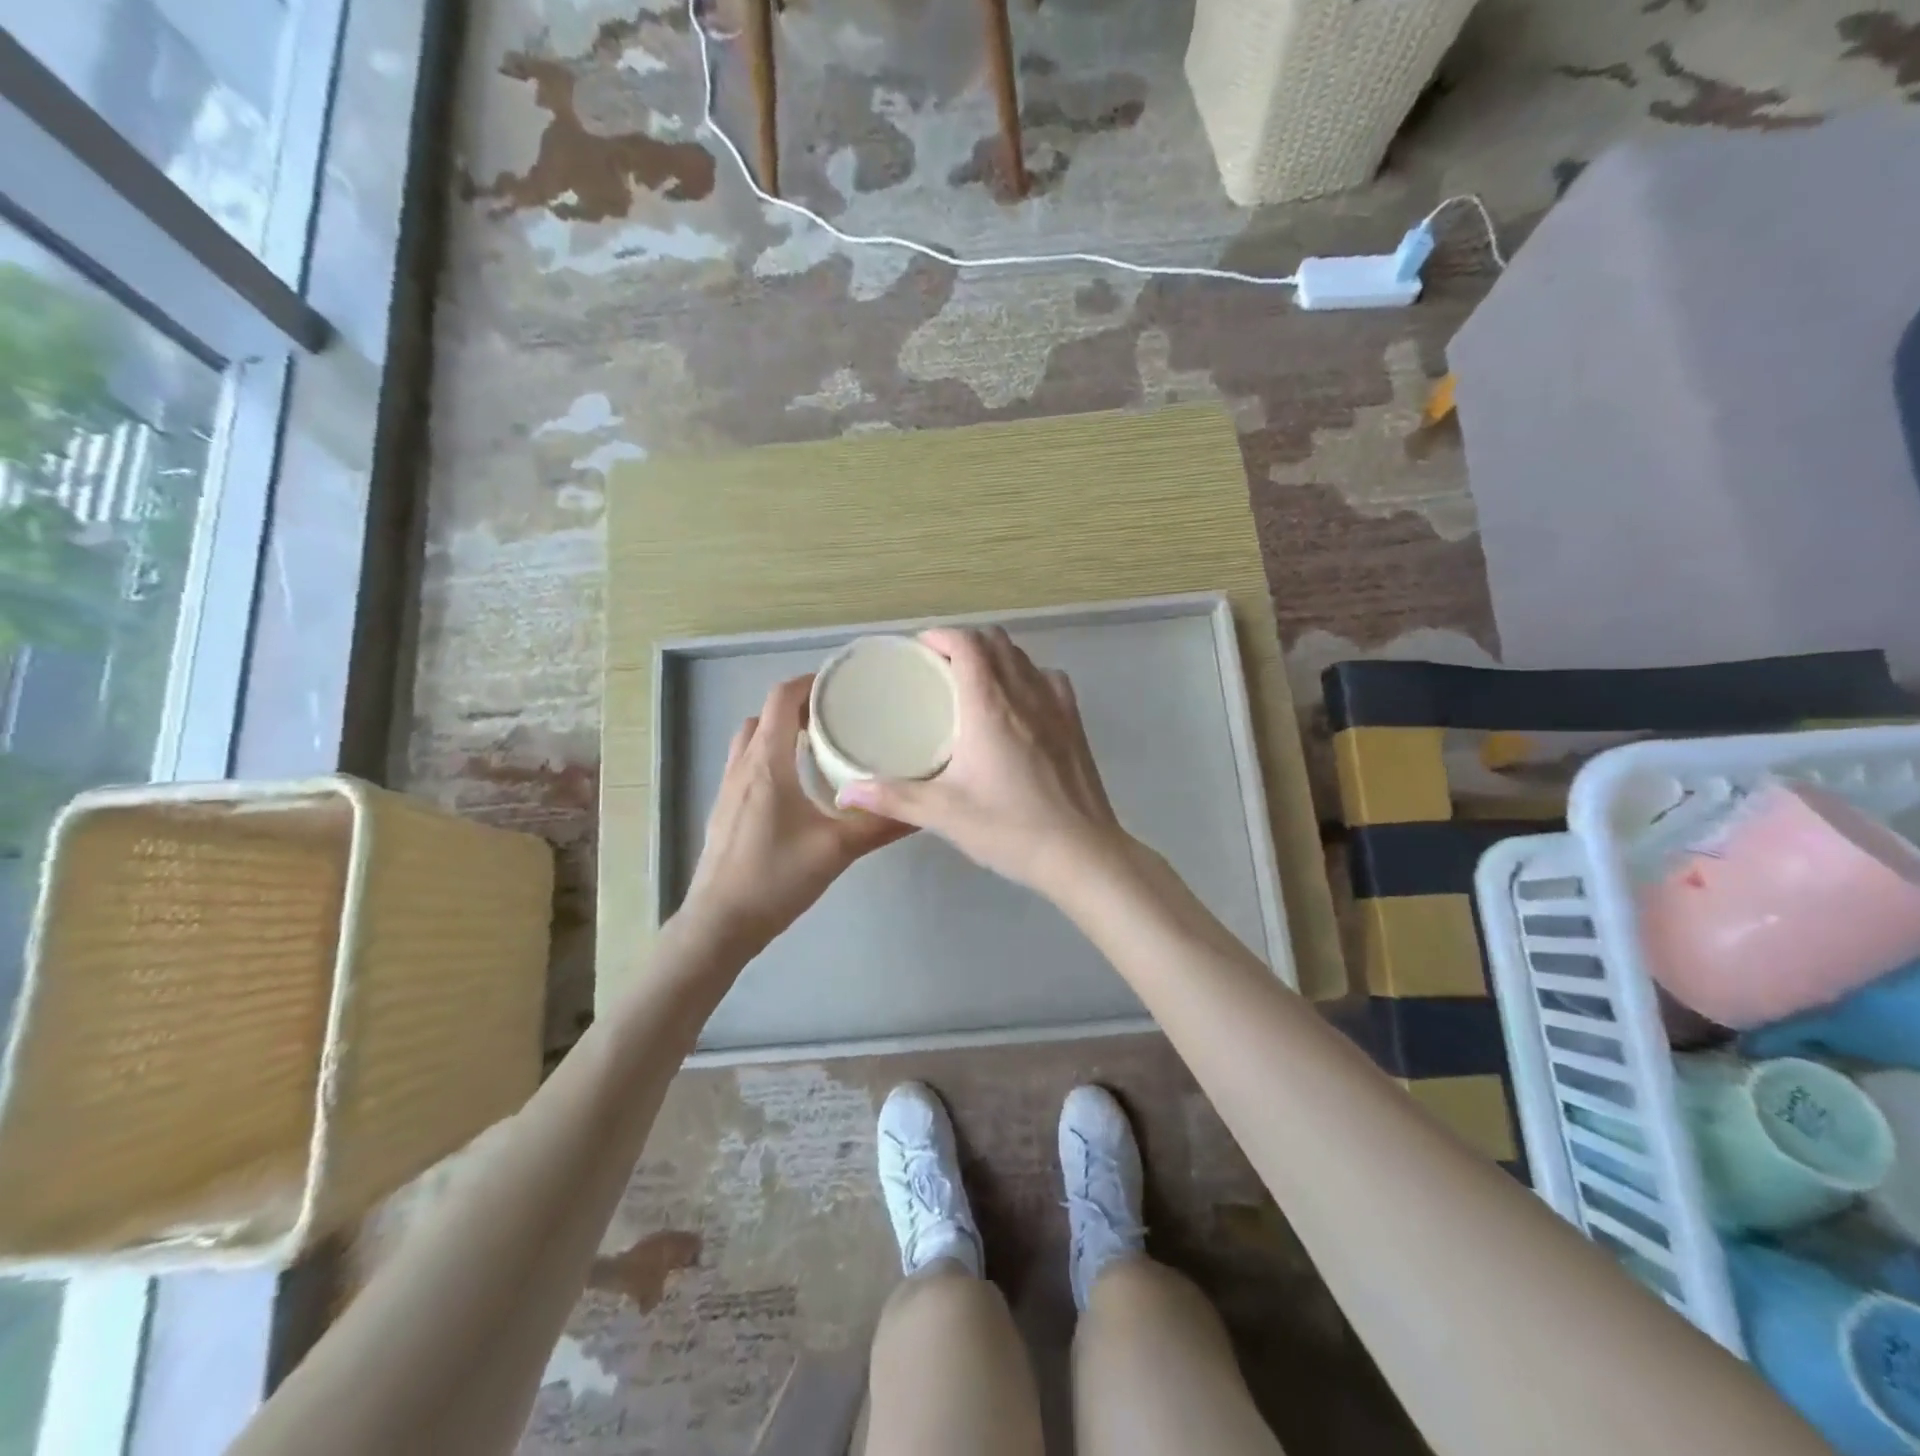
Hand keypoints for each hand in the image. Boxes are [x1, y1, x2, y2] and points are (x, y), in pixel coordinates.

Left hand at [682, 675, 912, 951]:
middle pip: (767, 714)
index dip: (810, 682)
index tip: (843, 685)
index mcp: (767, 763)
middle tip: (839, 715)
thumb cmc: (775, 879)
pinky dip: (771, 755)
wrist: (720, 924)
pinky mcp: (726, 809)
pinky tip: (798, 783)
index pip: (782, 699)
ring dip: (782, 730)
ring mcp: (729, 788)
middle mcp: (743, 766)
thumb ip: (879, 825)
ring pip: (752, 739)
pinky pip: (747, 763)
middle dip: (800, 706)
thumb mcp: (836, 850)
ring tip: (820, 744)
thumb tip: (923, 808)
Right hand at [835, 627, 1130, 895]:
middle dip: (965, 642)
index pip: (967, 644)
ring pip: (1023, 657)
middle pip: (995, 641)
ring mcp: (1056, 705)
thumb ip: (893, 798)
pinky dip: (1027, 675)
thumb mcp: (945, 814)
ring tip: (973, 680)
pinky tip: (1017, 703)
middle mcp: (1025, 693)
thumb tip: (845, 793)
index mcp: (989, 706)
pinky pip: (1048, 678)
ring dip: (996, 655)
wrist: (1081, 853)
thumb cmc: (1010, 828)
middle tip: (938, 666)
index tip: (919, 649)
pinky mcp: (1075, 723)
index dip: (941, 636)